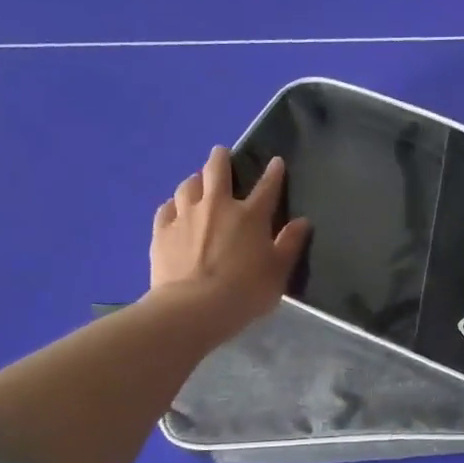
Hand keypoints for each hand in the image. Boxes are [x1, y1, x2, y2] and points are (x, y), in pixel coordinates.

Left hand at [148, 148, 310, 342]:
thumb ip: (290, 244)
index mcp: (250, 215)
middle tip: (221, 154)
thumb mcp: (278, 271)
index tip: (276, 162)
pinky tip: (175, 210)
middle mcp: (217, 206)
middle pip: (217, 171)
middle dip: (221, 159)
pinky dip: (173, 205)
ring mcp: (186, 216)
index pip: (267, 187)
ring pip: (188, 186)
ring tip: (198, 183)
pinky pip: (166, 208)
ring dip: (195, 180)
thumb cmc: (245, 291)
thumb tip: (302, 222)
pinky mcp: (161, 231)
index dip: (273, 173)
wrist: (193, 308)